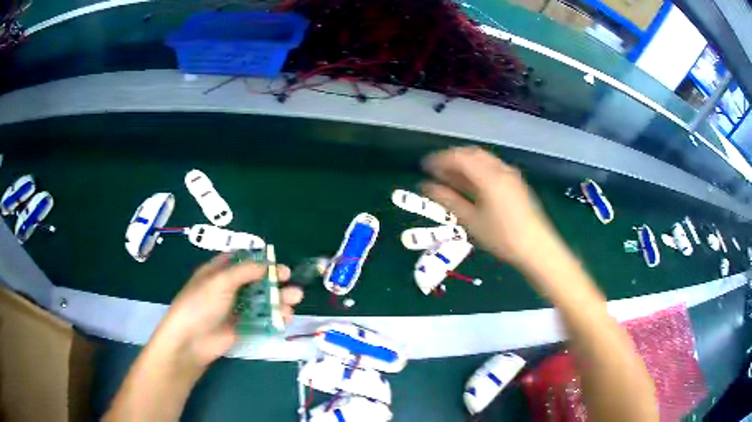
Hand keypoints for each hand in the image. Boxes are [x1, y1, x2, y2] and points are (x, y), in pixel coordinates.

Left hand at [153, 254, 303, 369]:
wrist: (192, 340)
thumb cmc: (201, 304)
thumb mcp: (220, 281)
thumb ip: (245, 271)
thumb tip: (267, 264)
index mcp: (219, 271)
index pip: (241, 260)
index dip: (258, 259)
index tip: (276, 260)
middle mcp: (229, 288)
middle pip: (256, 280)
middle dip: (274, 279)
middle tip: (290, 279)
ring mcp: (237, 308)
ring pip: (262, 300)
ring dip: (279, 298)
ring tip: (294, 298)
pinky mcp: (244, 326)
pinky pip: (263, 318)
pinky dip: (275, 317)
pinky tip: (285, 316)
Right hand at [421, 146, 558, 268]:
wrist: (536, 247)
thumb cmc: (501, 236)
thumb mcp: (471, 221)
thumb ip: (448, 200)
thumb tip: (426, 187)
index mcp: (487, 175)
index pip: (458, 157)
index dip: (439, 159)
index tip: (424, 167)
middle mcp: (500, 168)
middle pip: (471, 153)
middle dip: (452, 158)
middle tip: (436, 171)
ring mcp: (510, 174)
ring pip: (483, 158)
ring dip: (465, 163)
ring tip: (451, 177)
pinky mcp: (516, 182)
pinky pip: (492, 166)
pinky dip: (477, 168)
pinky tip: (471, 183)